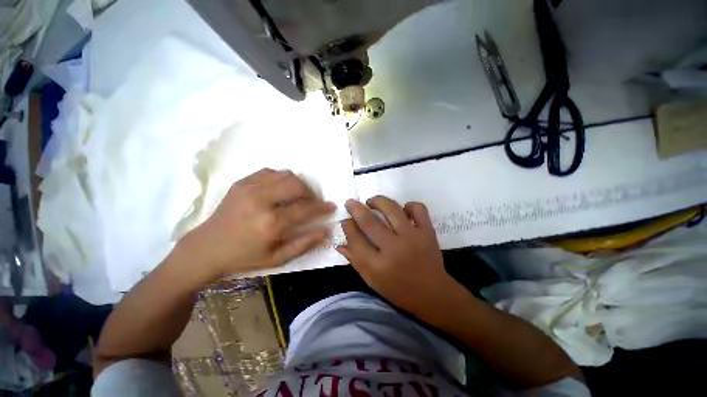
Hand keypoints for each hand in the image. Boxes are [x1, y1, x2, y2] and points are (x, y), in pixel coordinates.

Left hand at [183, 169, 334, 278]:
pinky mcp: (242, 182)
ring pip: (285, 174)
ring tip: (297, 195)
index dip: (322, 207)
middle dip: (310, 192)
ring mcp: (249, 188)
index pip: (306, 208)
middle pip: (297, 185)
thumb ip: (304, 244)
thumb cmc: (244, 256)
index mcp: (271, 223)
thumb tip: (326, 230)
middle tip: (312, 202)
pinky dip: (281, 178)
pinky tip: (280, 189)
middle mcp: (261, 200)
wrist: (207, 248)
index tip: (331, 206)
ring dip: (297, 184)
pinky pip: (270, 172)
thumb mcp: (277, 259)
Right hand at [337, 196, 458, 314]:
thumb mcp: (372, 280)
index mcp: (377, 266)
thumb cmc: (398, 290)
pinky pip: (417, 208)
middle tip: (350, 203)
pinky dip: (408, 205)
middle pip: (369, 221)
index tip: (345, 220)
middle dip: (355, 208)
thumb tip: (340, 244)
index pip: (355, 239)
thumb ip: (355, 260)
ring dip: (377, 201)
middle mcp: (394, 249)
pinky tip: (402, 211)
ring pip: (391, 209)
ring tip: (372, 202)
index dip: (347, 226)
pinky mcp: (428, 231)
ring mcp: (413, 237)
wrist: (433, 294)